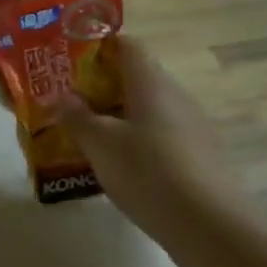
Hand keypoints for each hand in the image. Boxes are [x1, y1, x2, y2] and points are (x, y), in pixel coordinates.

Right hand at [58, 36, 233, 235]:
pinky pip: (157, 134)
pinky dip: (134, 139)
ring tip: (86, 136)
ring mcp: (189, 124)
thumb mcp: (99, 143)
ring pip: (146, 108)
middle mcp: (174, 95)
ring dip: (116, 116)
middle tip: (69, 105)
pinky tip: (116, 164)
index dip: (98, 48)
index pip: (127, 45)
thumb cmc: (145, 170)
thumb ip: (76, 116)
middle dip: (101, 87)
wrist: (203, 221)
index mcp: (150, 82)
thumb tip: (62, 96)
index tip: (70, 64)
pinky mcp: (195, 153)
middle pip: (135, 77)